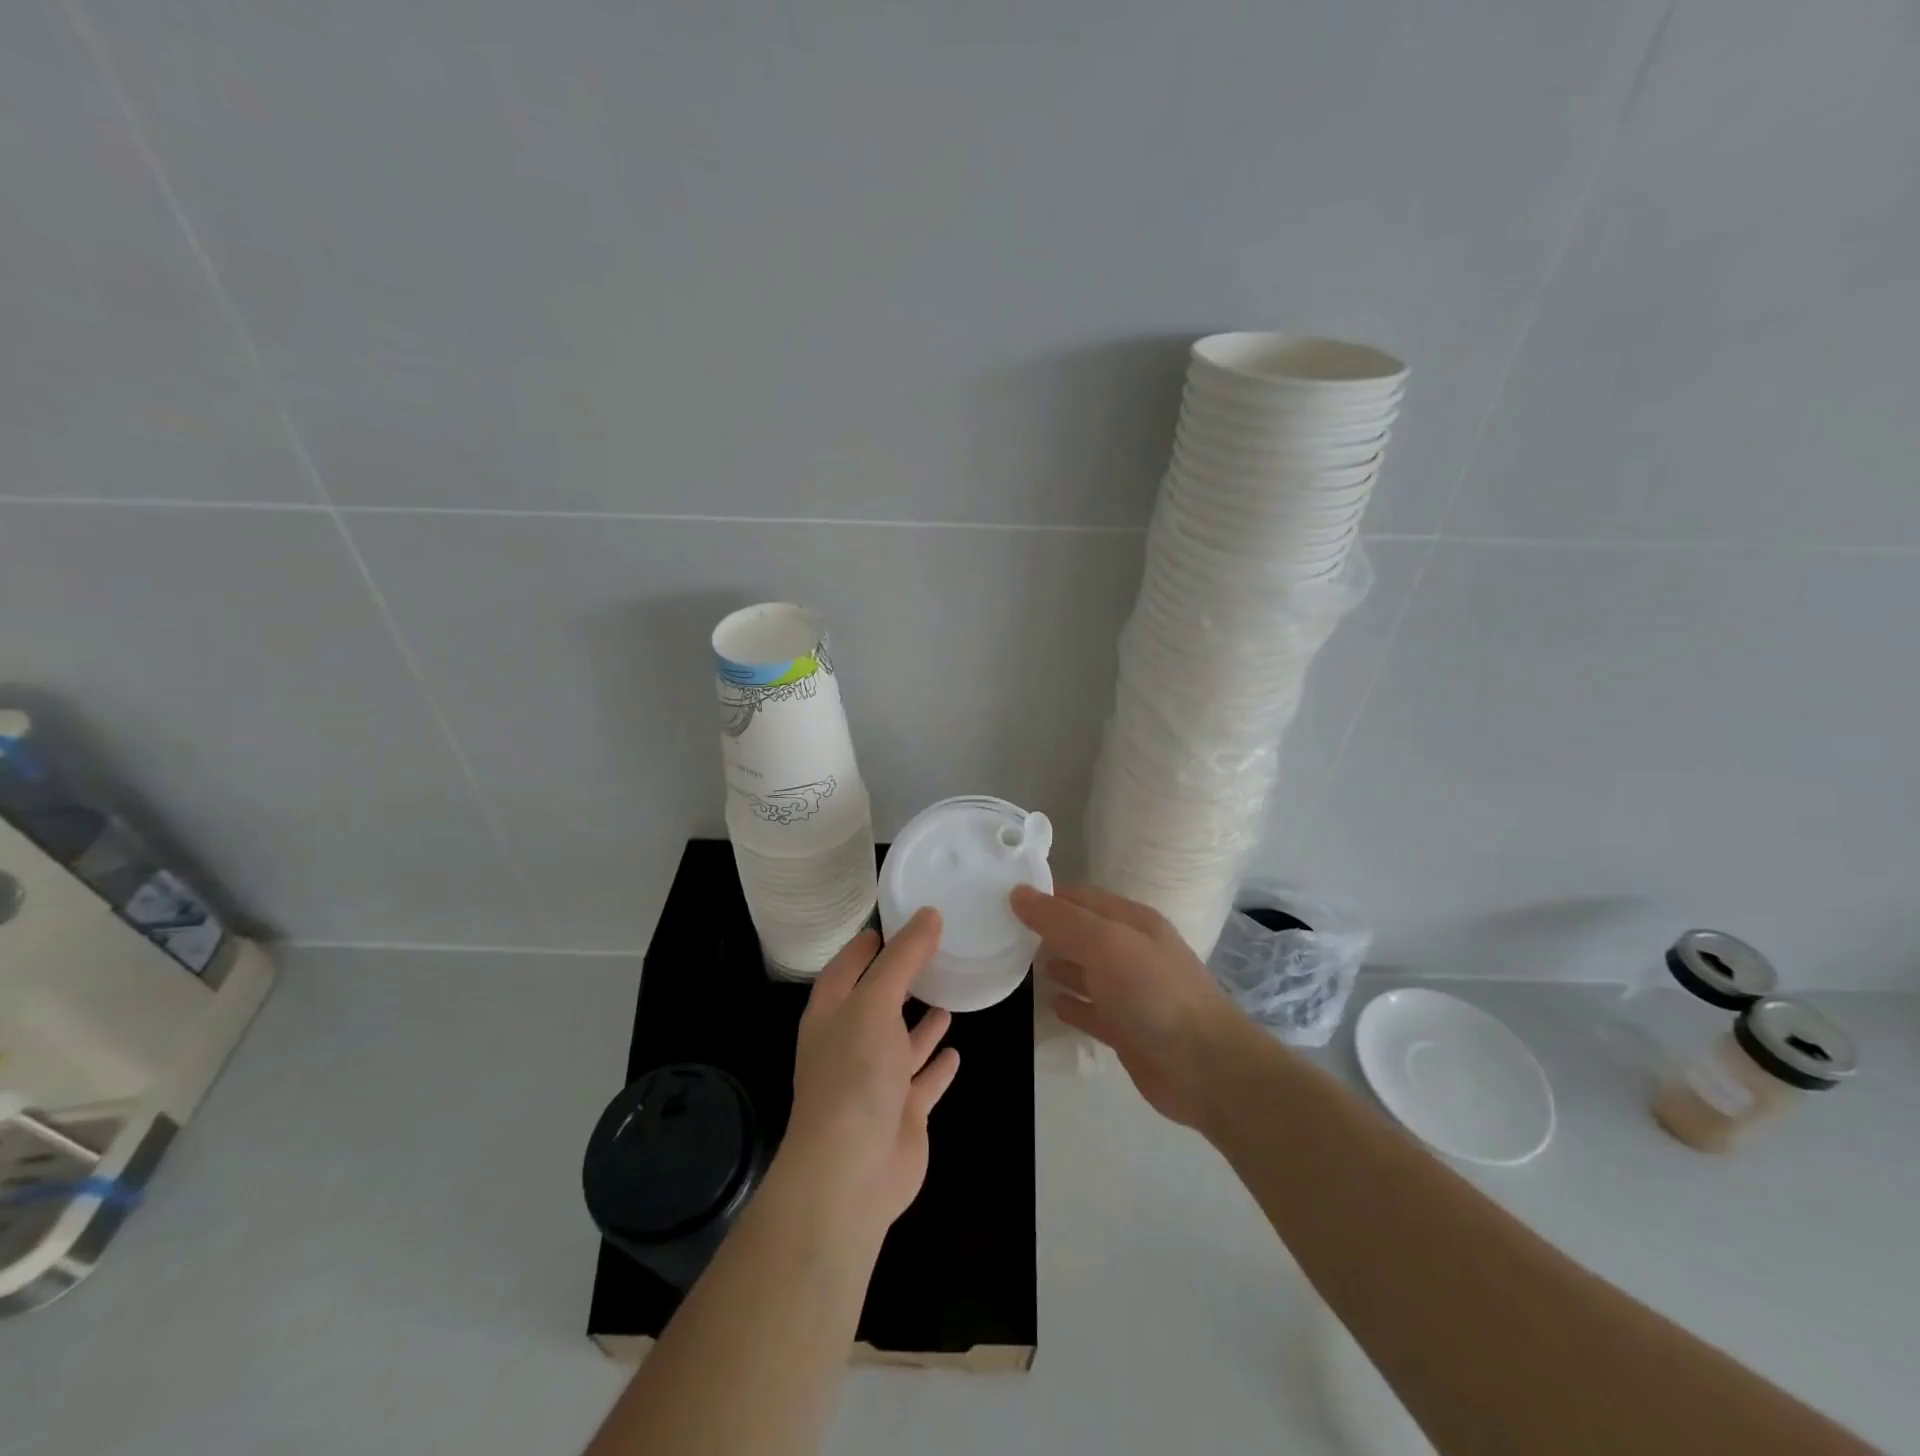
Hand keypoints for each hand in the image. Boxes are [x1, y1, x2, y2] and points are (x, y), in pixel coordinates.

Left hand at [776, 910, 960, 1236]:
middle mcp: (850, 1044)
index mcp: (832, 1014)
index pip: (846, 968)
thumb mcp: (876, 1002)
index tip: (894, 922)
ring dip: (920, 1023)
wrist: (851, 1172)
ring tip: (947, 997)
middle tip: (934, 952)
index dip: (866, 946)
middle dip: (900, 981)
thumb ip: (903, 958)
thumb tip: (929, 913)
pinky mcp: (902, 1113)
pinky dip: (936, 1065)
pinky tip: (955, 1050)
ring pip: (901, 1043)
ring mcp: (876, 1082)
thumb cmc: (854, 1073)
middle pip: (876, 1003)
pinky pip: (923, 1081)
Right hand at [1012, 883, 1246, 1128]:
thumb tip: (1018, 892)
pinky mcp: (1127, 1030)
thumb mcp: (1106, 944)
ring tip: (1019, 962)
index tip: (1005, 895)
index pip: (1081, 898)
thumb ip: (1061, 920)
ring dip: (1058, 964)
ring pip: (1086, 971)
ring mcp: (1131, 993)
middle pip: (1083, 933)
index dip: (1047, 895)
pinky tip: (1049, 1003)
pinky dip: (1072, 1004)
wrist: (1205, 1068)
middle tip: (1003, 930)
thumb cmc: (1154, 994)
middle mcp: (1132, 952)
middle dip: (1048, 930)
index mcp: (1133, 922)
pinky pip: (1092, 1010)